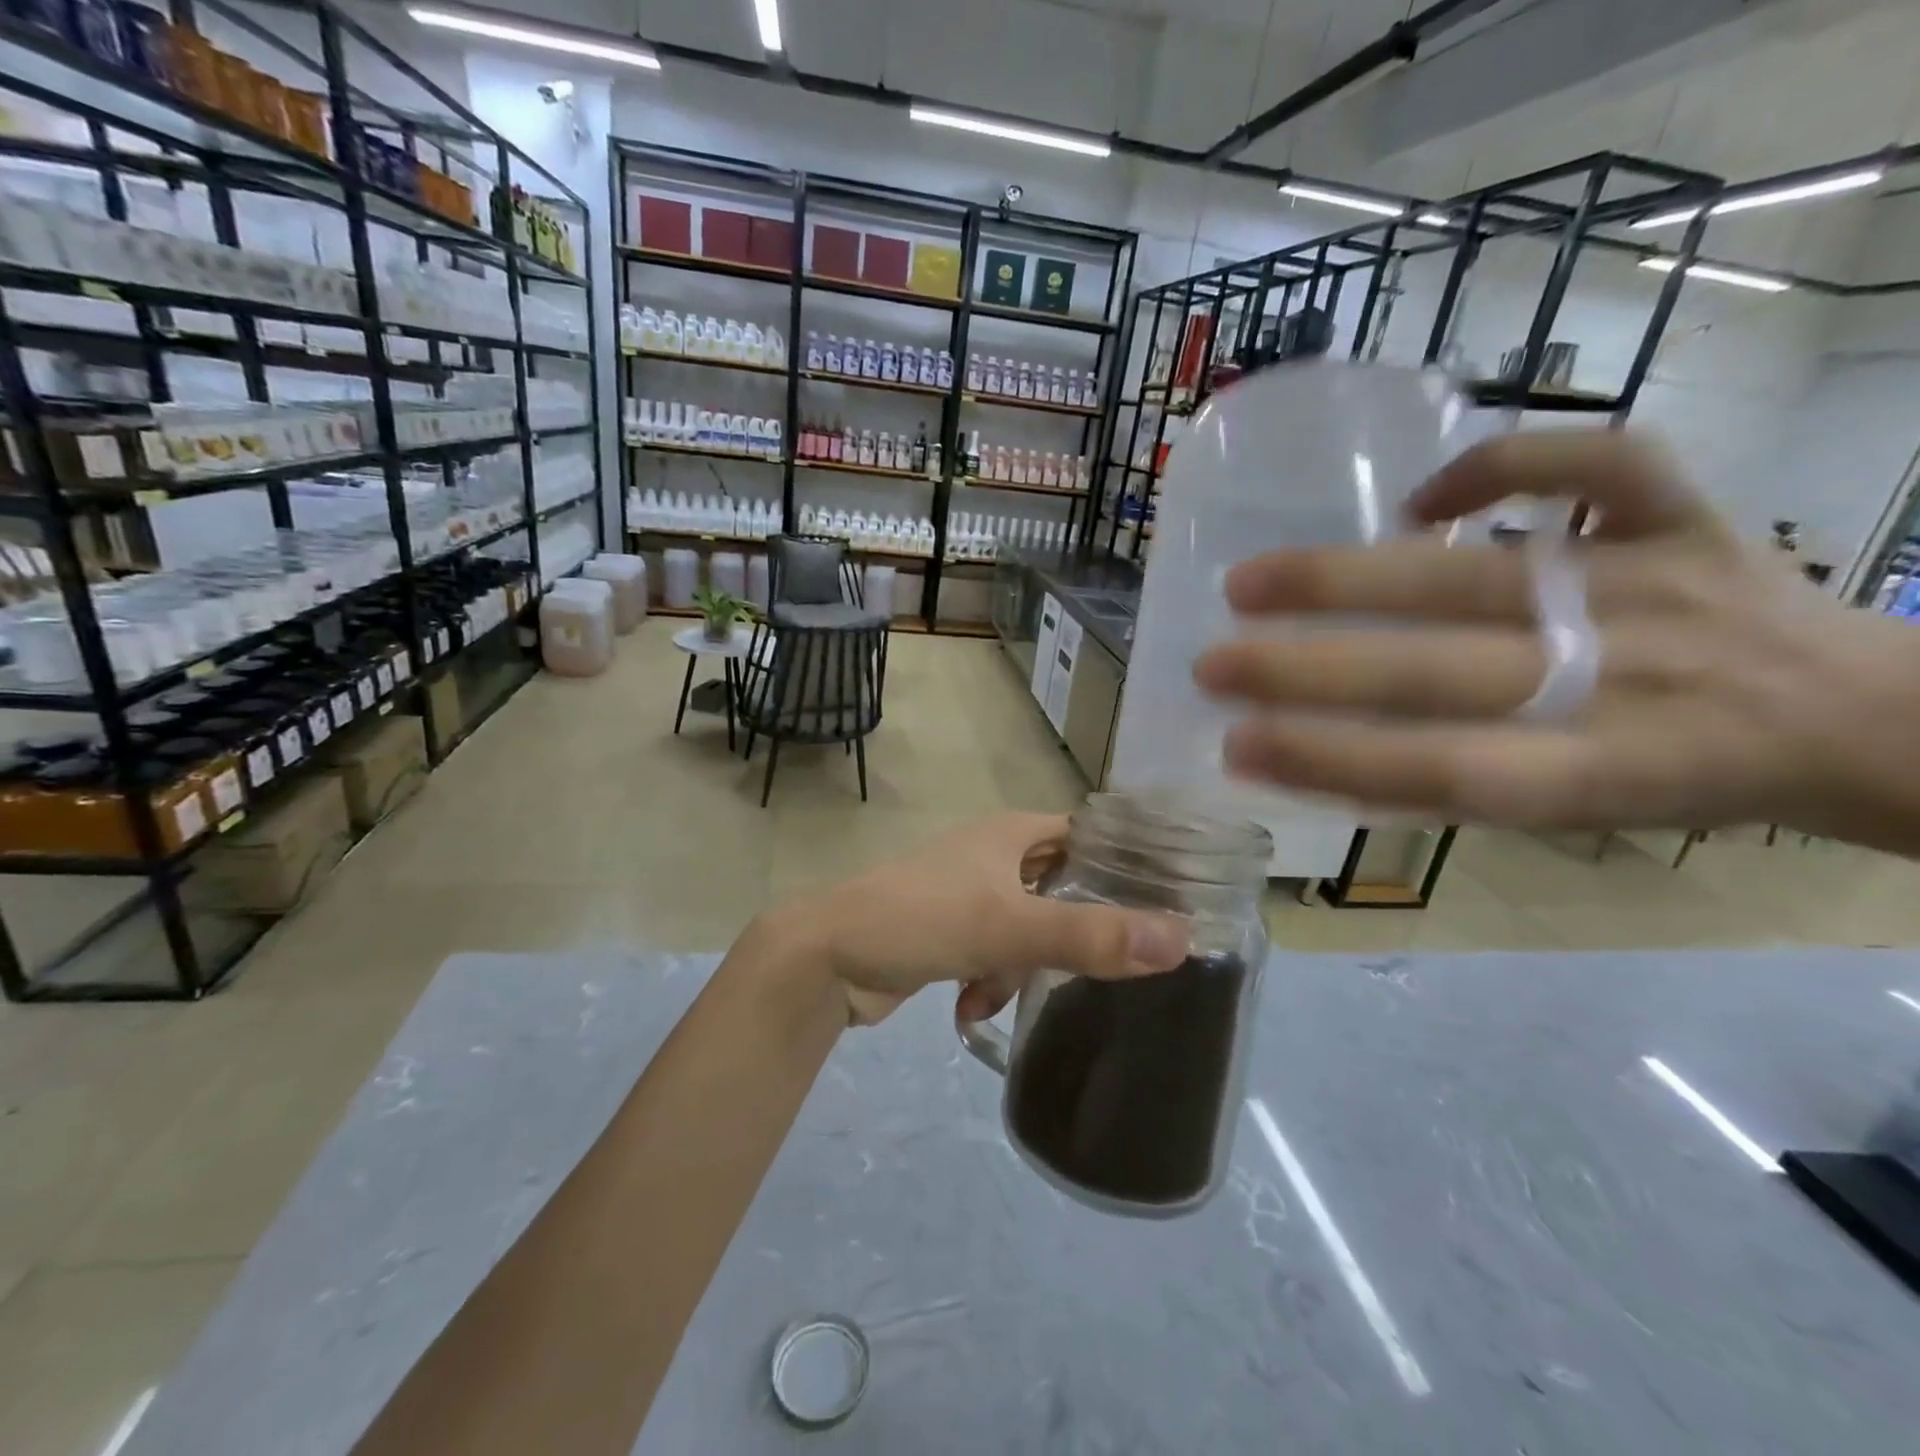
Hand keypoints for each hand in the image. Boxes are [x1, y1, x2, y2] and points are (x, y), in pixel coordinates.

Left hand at [772, 813, 1188, 1026]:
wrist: (826, 959)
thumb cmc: (920, 919)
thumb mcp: (1009, 928)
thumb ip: (1090, 937)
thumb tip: (1180, 940)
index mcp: (1010, 834)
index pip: (1086, 835)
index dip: (1124, 863)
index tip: (1163, 904)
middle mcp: (992, 855)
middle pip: (1060, 888)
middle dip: (1071, 932)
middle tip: (1100, 967)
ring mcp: (967, 893)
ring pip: (1028, 929)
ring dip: (1021, 967)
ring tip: (996, 991)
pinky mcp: (947, 931)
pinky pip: (993, 953)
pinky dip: (990, 980)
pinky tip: (970, 1007)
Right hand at [1191, 430, 1919, 849]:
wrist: (1849, 717)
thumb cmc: (1675, 783)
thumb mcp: (1570, 819)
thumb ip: (1453, 783)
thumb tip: (1318, 744)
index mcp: (1596, 774)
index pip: (1434, 771)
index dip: (1328, 760)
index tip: (1234, 745)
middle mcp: (1626, 679)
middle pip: (1437, 674)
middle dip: (1307, 670)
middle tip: (1210, 664)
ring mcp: (1660, 586)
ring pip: (1481, 574)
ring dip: (1348, 578)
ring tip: (1247, 581)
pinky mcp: (1692, 516)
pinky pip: (1604, 464)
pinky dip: (1505, 463)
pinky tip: (1425, 500)